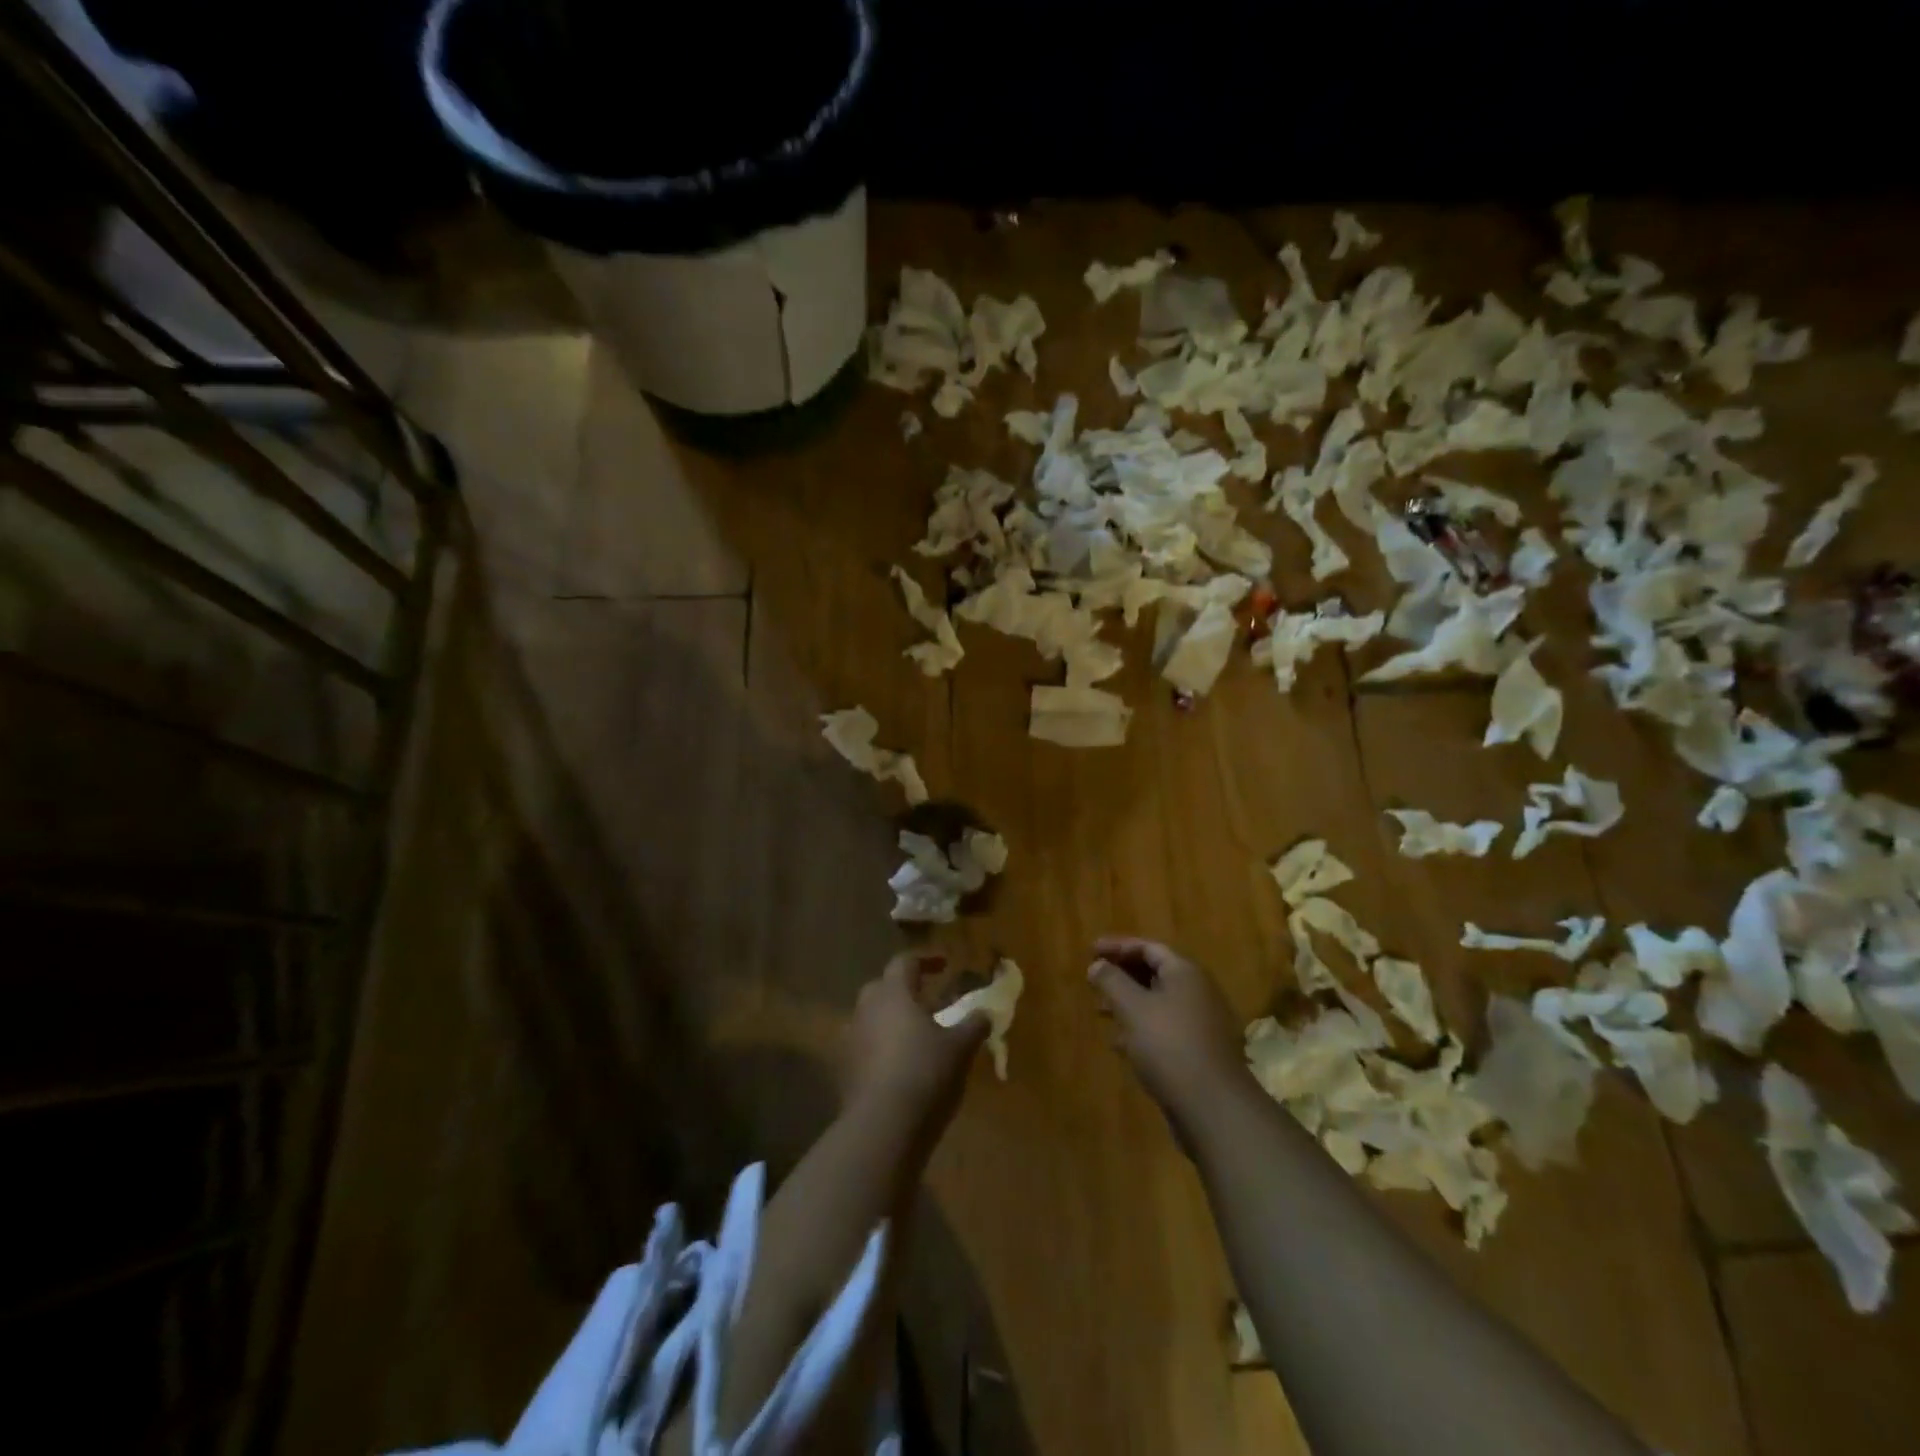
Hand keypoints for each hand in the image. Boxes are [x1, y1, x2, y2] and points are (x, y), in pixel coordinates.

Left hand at [843, 952, 988, 1138]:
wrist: (881, 1125)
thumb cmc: (924, 1072)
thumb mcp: (959, 1047)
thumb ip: (974, 1025)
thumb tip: (986, 1013)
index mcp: (893, 993)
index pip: (905, 962)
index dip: (926, 959)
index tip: (945, 964)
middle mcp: (866, 1008)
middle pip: (883, 987)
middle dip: (905, 989)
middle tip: (929, 1000)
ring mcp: (850, 1038)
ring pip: (871, 1016)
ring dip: (891, 1019)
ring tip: (915, 1034)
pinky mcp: (844, 1068)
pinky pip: (864, 1045)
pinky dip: (880, 1046)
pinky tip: (898, 1063)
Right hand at [1088, 938, 1252, 1144]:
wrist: (1213, 1106)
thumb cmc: (1168, 1044)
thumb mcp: (1132, 1007)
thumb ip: (1111, 981)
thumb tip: (1098, 965)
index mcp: (1185, 973)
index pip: (1149, 947)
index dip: (1118, 946)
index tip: (1091, 951)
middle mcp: (1198, 992)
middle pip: (1155, 973)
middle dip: (1122, 976)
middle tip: (1094, 981)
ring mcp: (1201, 1023)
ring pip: (1159, 1003)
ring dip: (1129, 1004)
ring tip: (1101, 1012)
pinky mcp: (1199, 1052)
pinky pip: (1165, 1029)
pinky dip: (1142, 1028)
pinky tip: (1121, 1044)